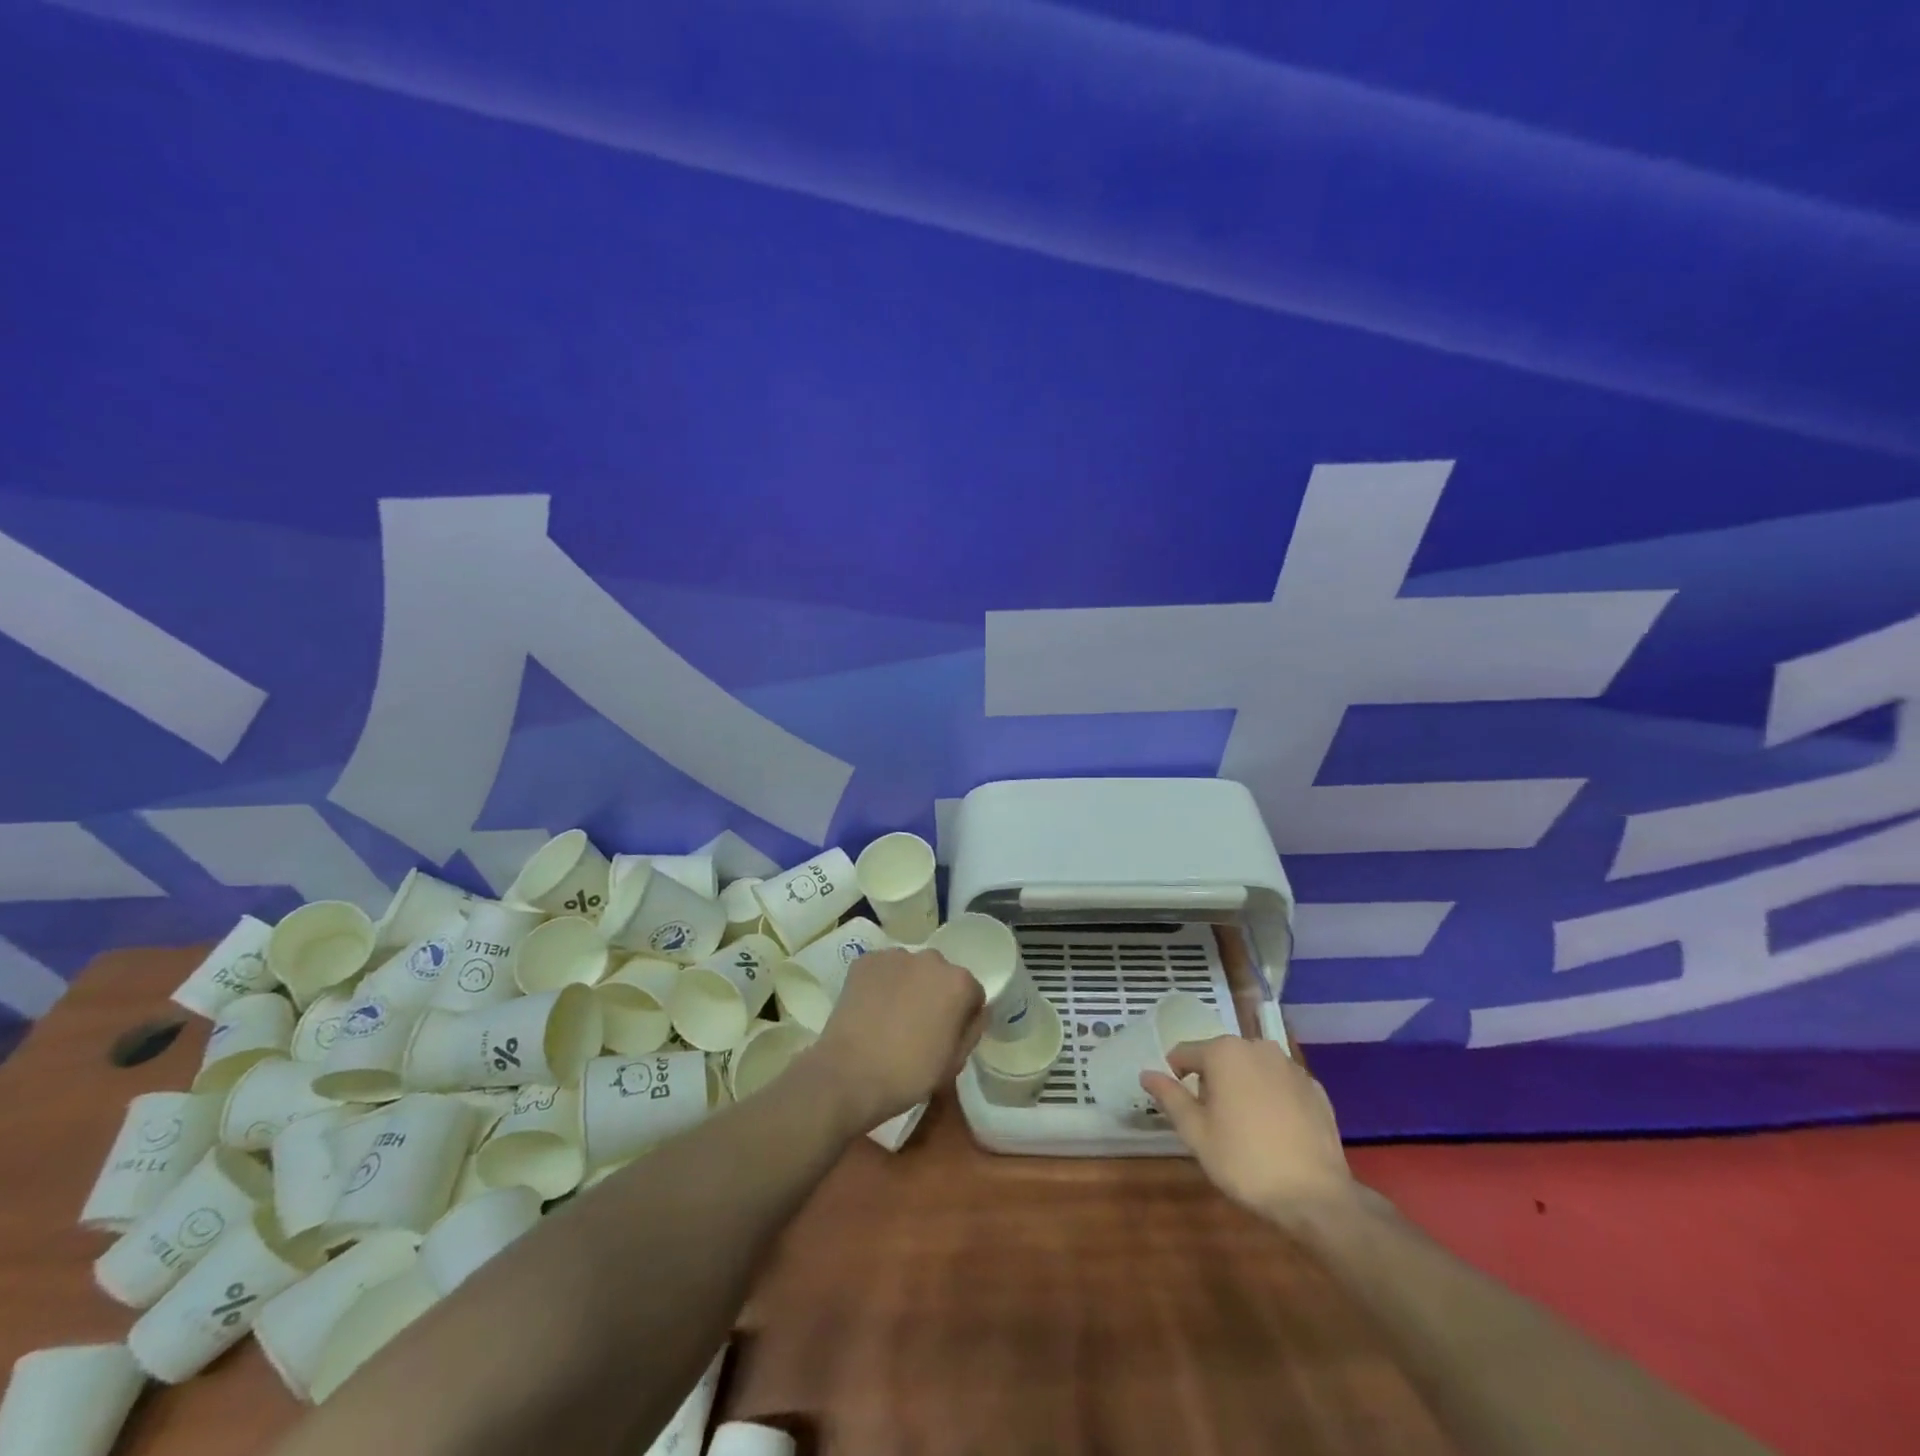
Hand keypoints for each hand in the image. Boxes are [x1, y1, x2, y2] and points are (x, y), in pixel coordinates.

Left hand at [809, 947, 984, 1128]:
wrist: (850, 1074)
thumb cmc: (910, 1074)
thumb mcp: (954, 1062)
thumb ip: (971, 1030)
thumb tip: (974, 1014)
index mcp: (959, 983)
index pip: (972, 993)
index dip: (963, 1015)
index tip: (948, 1035)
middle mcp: (931, 959)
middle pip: (941, 975)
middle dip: (935, 994)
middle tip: (919, 1026)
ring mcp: (895, 956)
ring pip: (910, 969)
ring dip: (908, 985)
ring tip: (891, 1017)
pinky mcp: (865, 960)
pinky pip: (882, 969)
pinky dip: (881, 983)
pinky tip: (871, 1009)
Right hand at [1142, 1037, 1360, 1231]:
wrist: (1316, 1198)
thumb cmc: (1245, 1161)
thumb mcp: (1196, 1132)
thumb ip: (1170, 1097)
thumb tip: (1146, 1073)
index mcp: (1224, 1052)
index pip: (1185, 1053)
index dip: (1176, 1078)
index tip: (1182, 1108)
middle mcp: (1257, 1047)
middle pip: (1220, 1058)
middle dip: (1212, 1082)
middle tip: (1214, 1123)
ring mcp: (1291, 1066)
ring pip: (1252, 1069)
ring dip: (1242, 1087)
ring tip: (1246, 1128)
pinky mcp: (1315, 1088)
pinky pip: (1280, 1084)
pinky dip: (1272, 1098)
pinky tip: (1276, 1131)